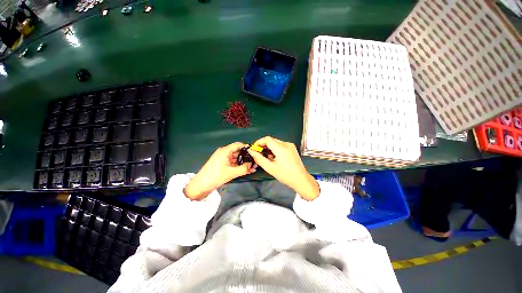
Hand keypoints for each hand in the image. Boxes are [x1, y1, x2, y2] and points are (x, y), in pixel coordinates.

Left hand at [184, 142, 256, 199]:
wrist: (201, 185)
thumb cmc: (216, 176)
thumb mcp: (231, 172)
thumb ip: (244, 168)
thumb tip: (251, 164)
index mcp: (225, 151)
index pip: (238, 145)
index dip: (247, 147)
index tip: (255, 152)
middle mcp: (225, 153)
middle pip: (238, 152)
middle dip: (247, 157)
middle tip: (255, 162)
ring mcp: (224, 159)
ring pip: (237, 159)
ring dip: (244, 163)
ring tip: (253, 168)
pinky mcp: (223, 165)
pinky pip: (233, 164)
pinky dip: (240, 167)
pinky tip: (247, 170)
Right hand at [247, 136, 319, 200]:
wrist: (300, 179)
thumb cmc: (285, 175)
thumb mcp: (270, 168)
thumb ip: (259, 158)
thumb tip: (251, 151)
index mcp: (281, 148)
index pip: (267, 139)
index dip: (259, 142)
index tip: (254, 148)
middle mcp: (286, 144)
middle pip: (272, 140)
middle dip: (264, 146)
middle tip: (259, 154)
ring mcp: (290, 146)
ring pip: (276, 143)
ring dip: (270, 148)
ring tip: (267, 158)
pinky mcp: (292, 148)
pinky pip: (281, 145)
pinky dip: (276, 149)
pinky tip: (275, 158)